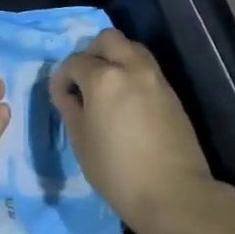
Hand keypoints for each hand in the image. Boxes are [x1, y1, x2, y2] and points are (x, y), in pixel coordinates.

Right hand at [50, 29, 217, 233]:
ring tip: (106, 88)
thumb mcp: (81, 141)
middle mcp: (131, 68)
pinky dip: (132, 73)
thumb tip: (67, 93)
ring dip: (115, 58)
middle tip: (84, 80)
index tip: (60, 96)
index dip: (62, 77)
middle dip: (91, 53)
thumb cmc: (117, 171)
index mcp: (103, 78)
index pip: (75, 62)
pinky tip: (126, 101)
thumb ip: (70, 108)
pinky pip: (147, 68)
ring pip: (131, 48)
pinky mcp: (172, 93)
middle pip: (108, 39)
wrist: (174, 194)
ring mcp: (156, 78)